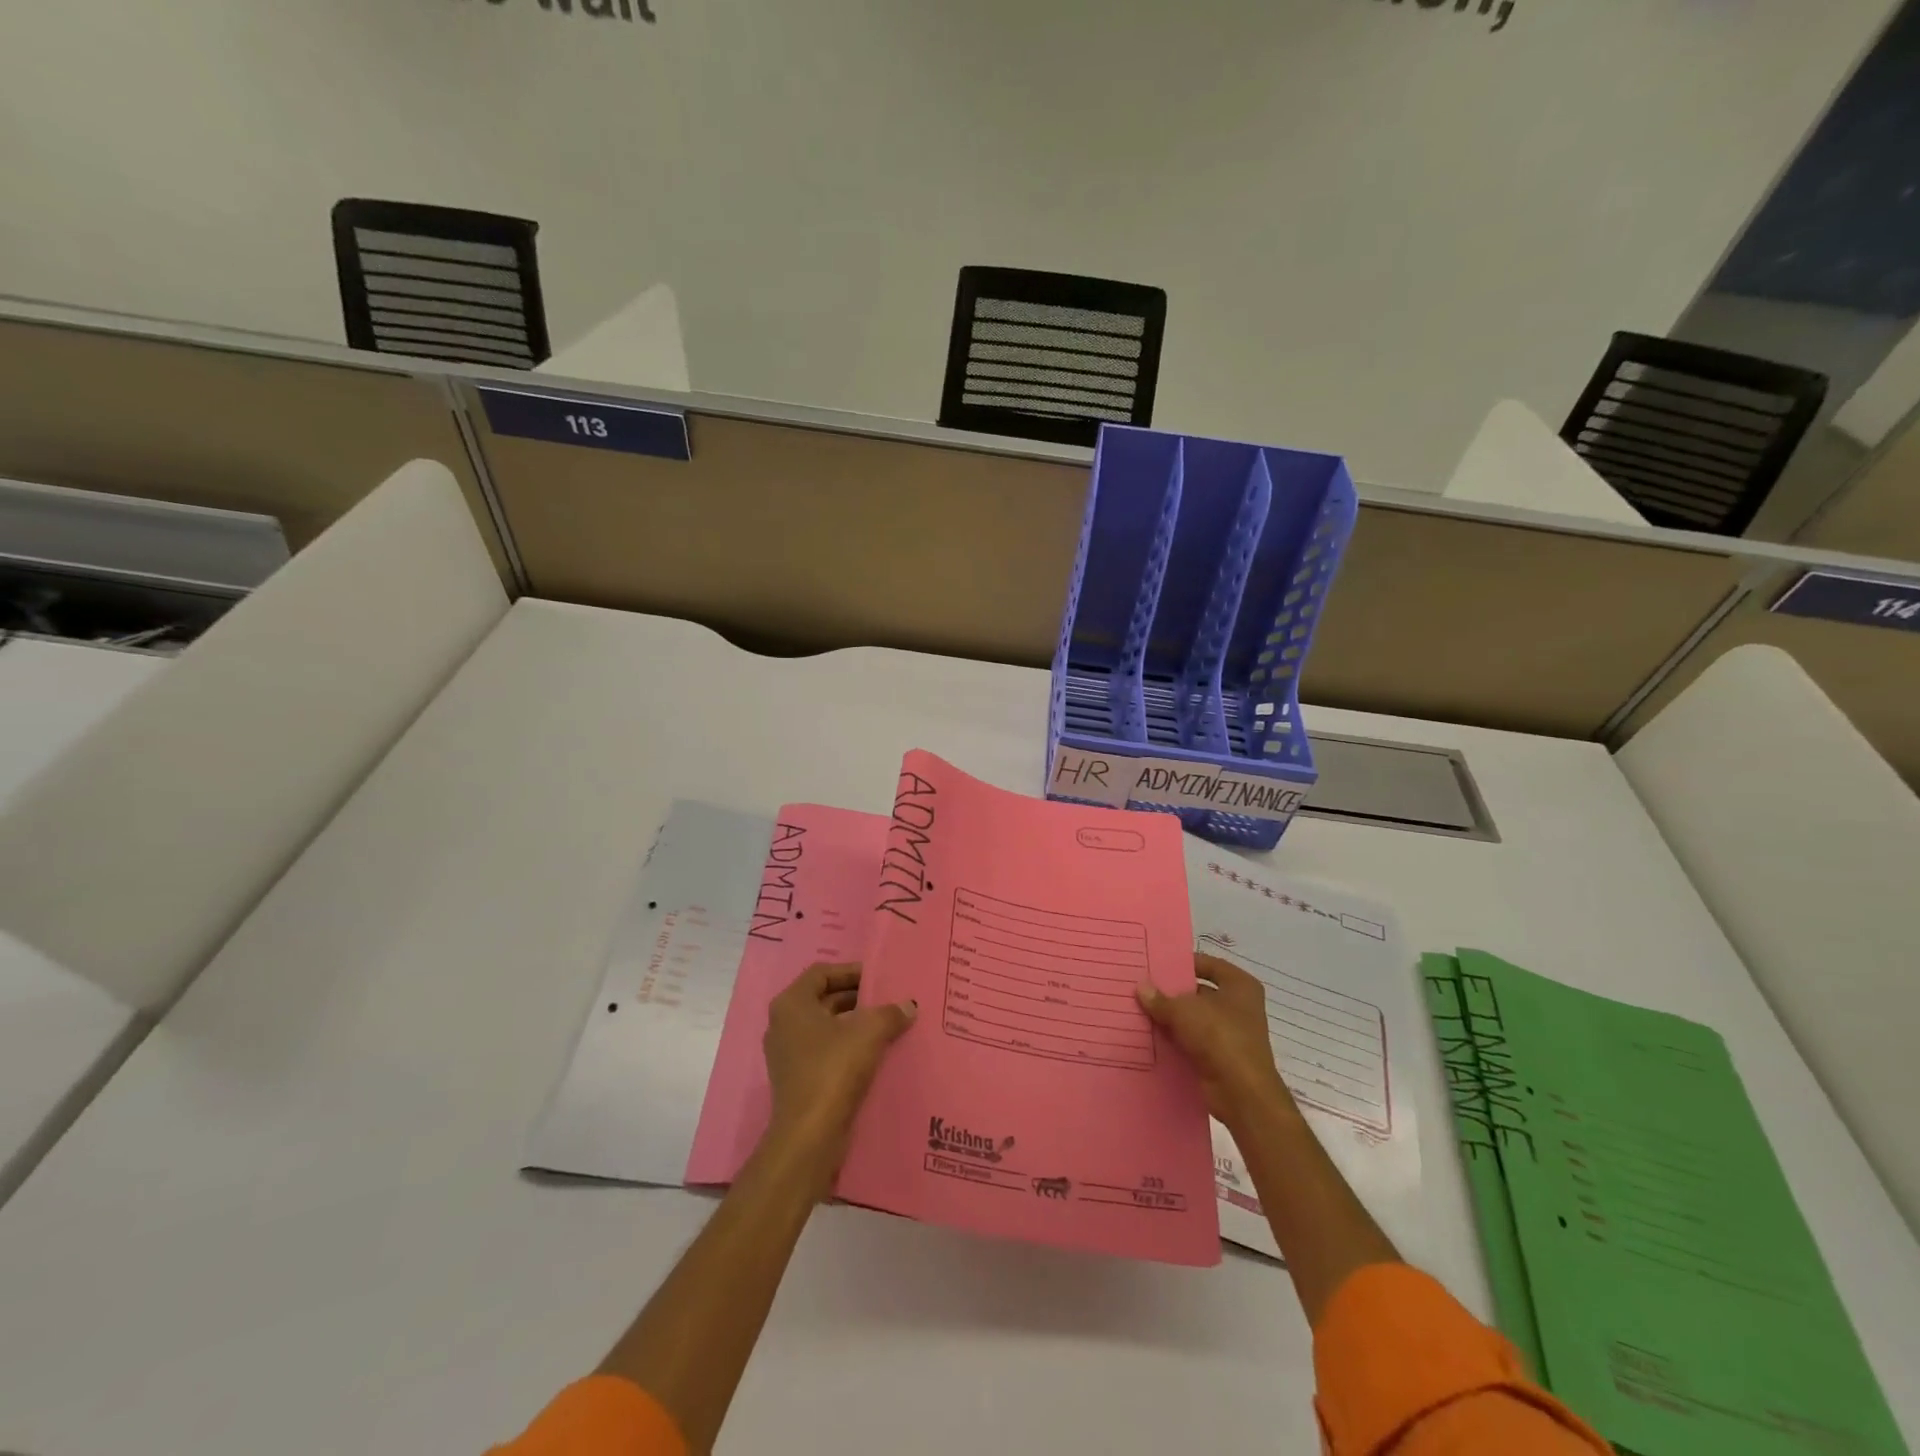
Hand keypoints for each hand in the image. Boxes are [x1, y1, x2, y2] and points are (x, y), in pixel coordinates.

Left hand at [762, 963, 915, 1181]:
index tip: (879, 977)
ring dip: (855, 1023)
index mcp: (791, 1004)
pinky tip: (877, 1052)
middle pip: (824, 999)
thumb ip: (890, 1013)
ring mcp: (788, 1054)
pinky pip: (826, 1051)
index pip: (822, 973)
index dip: (851, 971)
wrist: (809, 1136)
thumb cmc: (833, 1070)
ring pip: (826, 1027)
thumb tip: (908, 1005)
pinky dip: (848, 1046)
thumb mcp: (868, 1033)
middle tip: (889, 999)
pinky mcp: (798, 1079)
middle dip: (856, 998)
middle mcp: (784, 1024)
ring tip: (889, 1024)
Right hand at [1138, 954, 1295, 1133]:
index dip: (1184, 963)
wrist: (1241, 1093)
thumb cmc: (1219, 1037)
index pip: (1208, 964)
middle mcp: (1239, 1007)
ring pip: (1194, 1019)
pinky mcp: (1221, 1058)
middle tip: (1142, 987)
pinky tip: (1150, 1036)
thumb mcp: (1183, 1011)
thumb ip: (1160, 998)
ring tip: (1140, 1010)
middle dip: (1172, 993)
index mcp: (1239, 985)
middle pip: (1199, 993)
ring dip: (1171, 1018)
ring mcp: (1231, 1034)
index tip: (1157, 965)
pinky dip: (1175, 1040)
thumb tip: (1141, 987)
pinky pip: (1192, 1042)